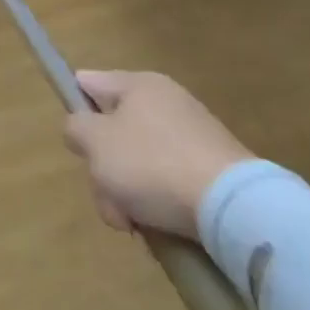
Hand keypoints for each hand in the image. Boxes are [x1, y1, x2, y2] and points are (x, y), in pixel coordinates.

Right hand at [62, 71, 254, 238]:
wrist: (235, 208)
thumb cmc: (153, 164)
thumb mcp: (95, 142)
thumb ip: (75, 128)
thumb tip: (82, 129)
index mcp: (137, 84)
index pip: (88, 84)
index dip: (75, 111)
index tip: (78, 145)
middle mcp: (165, 102)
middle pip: (112, 132)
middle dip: (103, 169)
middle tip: (108, 198)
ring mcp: (191, 137)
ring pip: (137, 162)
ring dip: (126, 194)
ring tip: (133, 223)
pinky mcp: (211, 169)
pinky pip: (167, 181)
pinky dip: (156, 202)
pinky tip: (157, 226)